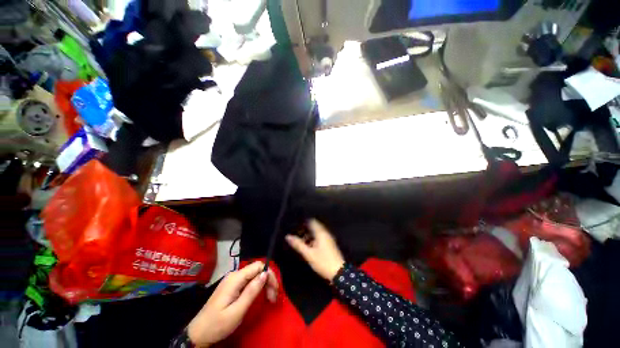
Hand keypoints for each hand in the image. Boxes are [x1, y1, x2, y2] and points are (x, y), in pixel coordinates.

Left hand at [187, 261, 277, 346]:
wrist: (198, 334)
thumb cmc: (217, 324)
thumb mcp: (237, 311)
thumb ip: (251, 291)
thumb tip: (265, 274)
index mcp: (235, 278)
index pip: (258, 266)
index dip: (269, 274)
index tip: (275, 290)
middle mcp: (234, 275)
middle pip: (257, 270)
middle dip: (268, 280)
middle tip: (273, 298)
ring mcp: (232, 280)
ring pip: (254, 275)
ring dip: (263, 284)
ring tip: (269, 298)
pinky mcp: (231, 286)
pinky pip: (248, 281)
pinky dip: (257, 287)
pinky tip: (259, 296)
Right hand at [286, 219, 344, 280]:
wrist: (339, 273)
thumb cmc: (323, 261)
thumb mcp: (308, 254)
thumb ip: (298, 244)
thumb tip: (288, 236)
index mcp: (321, 233)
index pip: (312, 222)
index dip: (304, 222)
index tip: (296, 225)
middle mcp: (325, 233)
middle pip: (314, 227)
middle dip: (305, 229)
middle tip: (296, 233)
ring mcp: (328, 239)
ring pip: (317, 233)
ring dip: (309, 235)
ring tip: (300, 240)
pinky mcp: (330, 245)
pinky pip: (320, 238)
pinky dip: (313, 239)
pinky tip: (308, 246)